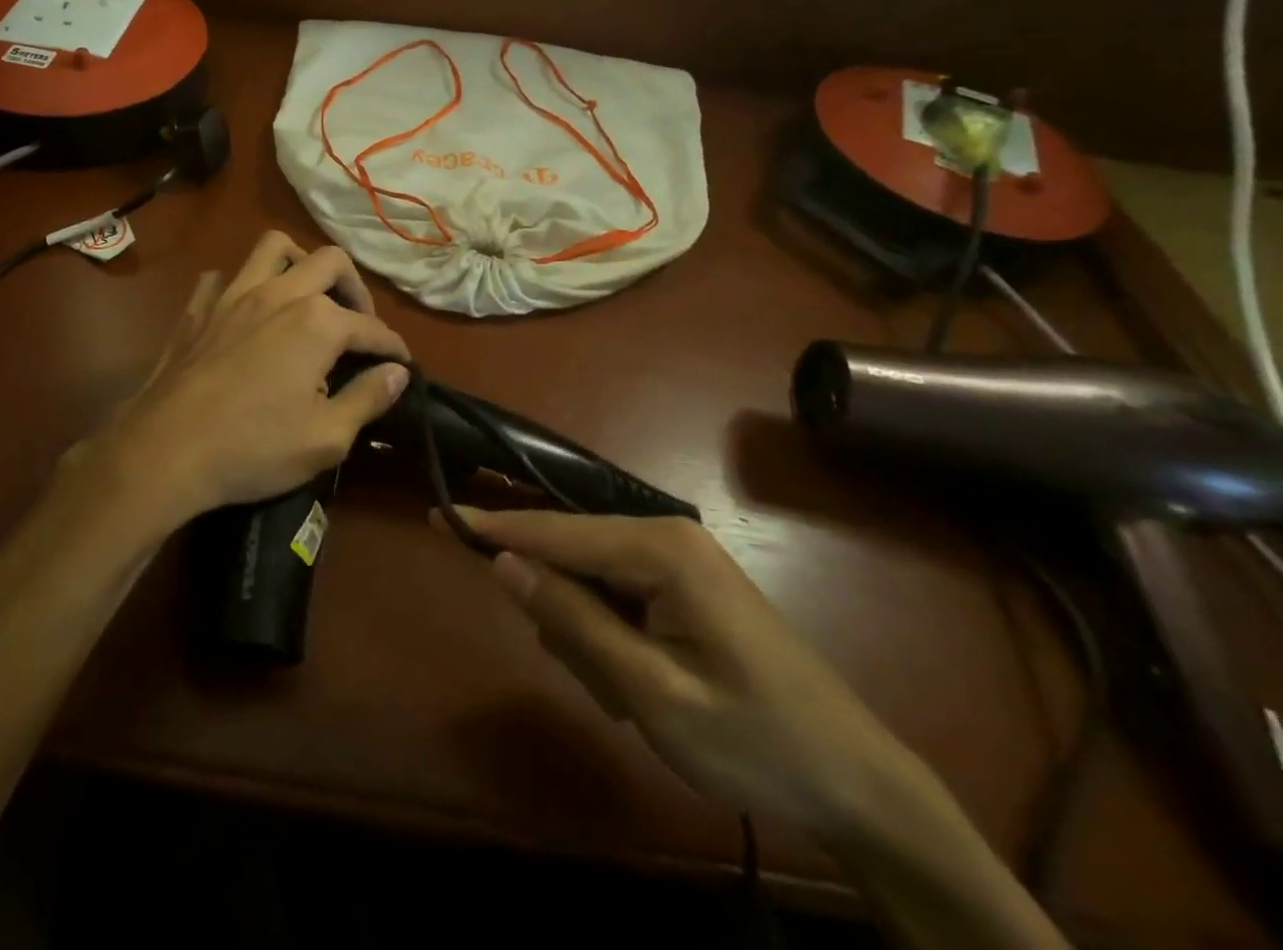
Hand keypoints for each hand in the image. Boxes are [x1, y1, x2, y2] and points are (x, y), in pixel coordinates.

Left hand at [89, 232, 411, 527]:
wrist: (165, 450)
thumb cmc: (253, 448)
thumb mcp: (327, 437)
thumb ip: (368, 398)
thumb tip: (398, 372)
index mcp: (317, 322)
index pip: (371, 326)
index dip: (393, 346)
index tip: (403, 363)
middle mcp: (279, 293)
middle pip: (330, 262)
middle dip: (355, 288)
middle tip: (358, 323)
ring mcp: (233, 295)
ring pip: (273, 248)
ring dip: (299, 262)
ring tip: (307, 295)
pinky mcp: (198, 309)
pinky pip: (222, 277)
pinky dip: (240, 286)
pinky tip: (245, 312)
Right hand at [454, 508, 928, 847]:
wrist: (859, 782)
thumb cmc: (755, 739)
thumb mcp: (652, 693)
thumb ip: (573, 621)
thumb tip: (503, 563)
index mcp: (659, 548)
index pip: (555, 531)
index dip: (493, 528)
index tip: (438, 514)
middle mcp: (665, 536)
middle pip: (571, 555)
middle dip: (561, 613)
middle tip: (599, 683)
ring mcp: (676, 559)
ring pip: (590, 581)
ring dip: (589, 637)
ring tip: (629, 697)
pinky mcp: (683, 584)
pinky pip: (617, 596)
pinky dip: (610, 639)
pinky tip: (641, 685)